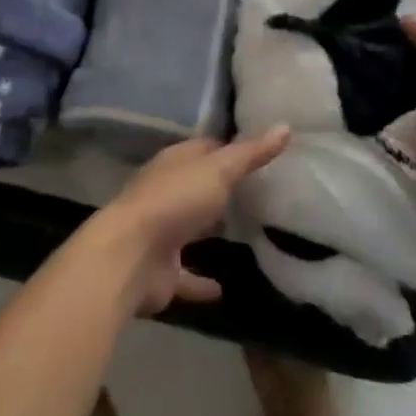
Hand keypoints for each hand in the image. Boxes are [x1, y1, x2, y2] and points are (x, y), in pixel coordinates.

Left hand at [82, 127, 291, 316]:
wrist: (129, 257)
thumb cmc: (174, 201)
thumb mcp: (219, 170)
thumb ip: (251, 153)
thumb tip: (286, 126)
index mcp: (175, 163)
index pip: (204, 148)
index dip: (229, 147)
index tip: (258, 152)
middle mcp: (166, 193)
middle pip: (197, 186)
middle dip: (221, 188)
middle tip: (259, 192)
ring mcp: (161, 233)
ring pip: (191, 228)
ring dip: (210, 230)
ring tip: (246, 234)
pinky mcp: (162, 271)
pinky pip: (188, 275)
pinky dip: (202, 282)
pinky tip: (225, 289)